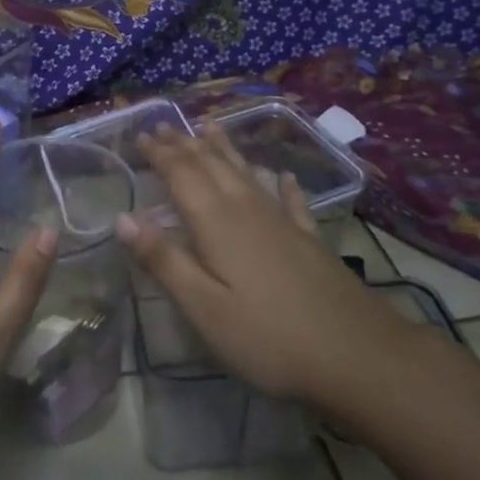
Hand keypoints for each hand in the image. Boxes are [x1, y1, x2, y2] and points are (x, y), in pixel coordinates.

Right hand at [115, 122, 411, 408]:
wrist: (356, 353)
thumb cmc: (268, 336)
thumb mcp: (204, 307)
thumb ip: (164, 260)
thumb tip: (123, 217)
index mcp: (217, 223)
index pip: (181, 176)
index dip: (160, 154)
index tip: (141, 135)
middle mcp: (248, 210)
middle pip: (211, 166)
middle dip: (185, 144)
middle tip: (164, 126)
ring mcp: (282, 222)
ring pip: (246, 173)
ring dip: (224, 149)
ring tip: (209, 127)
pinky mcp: (308, 240)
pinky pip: (289, 200)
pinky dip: (281, 184)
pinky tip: (283, 176)